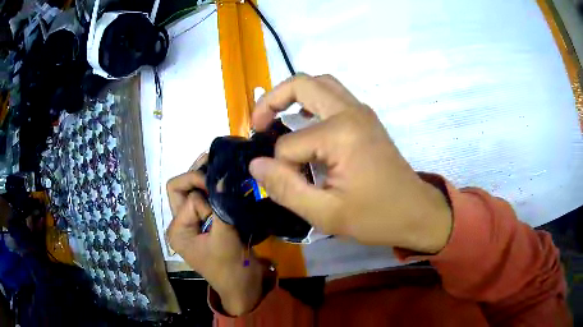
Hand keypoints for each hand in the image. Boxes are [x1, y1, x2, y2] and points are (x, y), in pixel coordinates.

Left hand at [166, 154, 264, 314]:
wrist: (242, 286)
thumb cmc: (231, 267)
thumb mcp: (225, 237)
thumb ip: (221, 205)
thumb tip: (222, 174)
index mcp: (177, 230)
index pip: (189, 200)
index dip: (208, 200)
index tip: (224, 209)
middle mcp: (179, 224)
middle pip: (178, 189)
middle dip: (194, 176)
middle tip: (213, 164)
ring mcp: (191, 223)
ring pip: (189, 192)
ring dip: (201, 178)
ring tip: (216, 161)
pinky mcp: (203, 223)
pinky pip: (202, 200)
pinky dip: (210, 188)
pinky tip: (220, 177)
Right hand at [249, 74, 452, 253]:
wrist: (416, 212)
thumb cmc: (375, 217)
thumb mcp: (326, 214)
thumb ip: (286, 188)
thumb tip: (256, 164)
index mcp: (341, 133)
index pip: (289, 144)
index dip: (282, 168)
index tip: (289, 187)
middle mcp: (351, 111)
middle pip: (301, 84)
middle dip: (271, 100)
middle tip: (257, 125)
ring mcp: (361, 111)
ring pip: (319, 83)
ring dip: (292, 96)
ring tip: (276, 120)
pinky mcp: (365, 118)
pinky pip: (332, 96)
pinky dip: (311, 102)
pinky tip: (303, 124)